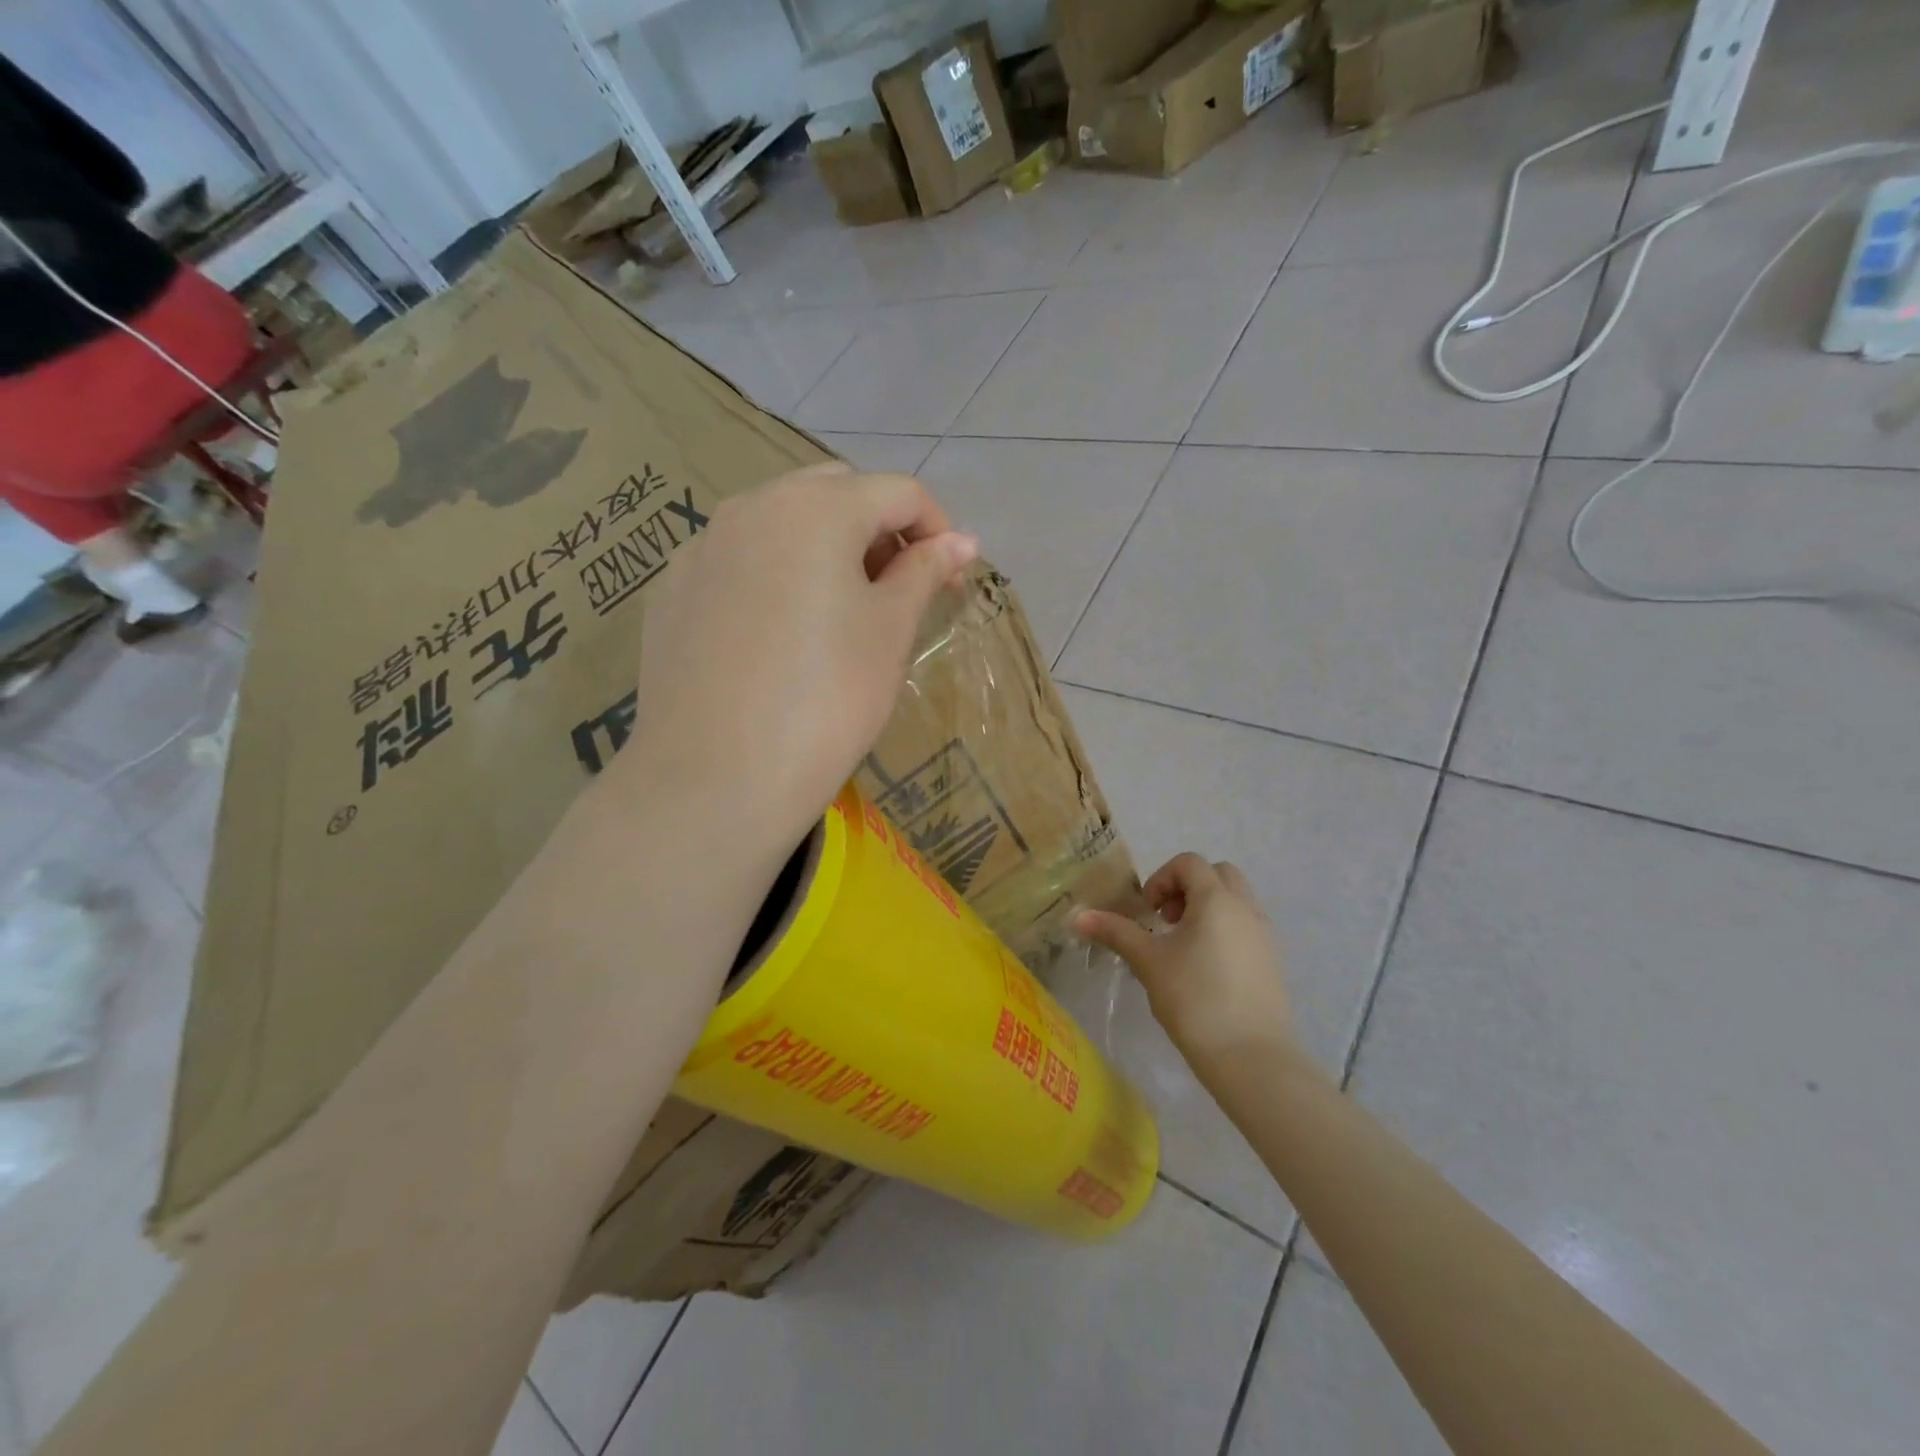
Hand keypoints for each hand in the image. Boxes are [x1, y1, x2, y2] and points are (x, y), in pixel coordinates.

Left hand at [625, 462, 977, 857]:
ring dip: (824, 548)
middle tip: (898, 591)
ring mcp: (702, 547)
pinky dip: (773, 575)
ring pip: (780, 523)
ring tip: (840, 613)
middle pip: (834, 493)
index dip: (938, 529)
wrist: (716, 779)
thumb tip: (961, 542)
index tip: (951, 580)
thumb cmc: (827, 701)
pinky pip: (737, 560)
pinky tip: (778, 635)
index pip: (898, 492)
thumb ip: (924, 572)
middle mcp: (751, 506)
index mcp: (815, 508)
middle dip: (878, 529)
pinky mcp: (672, 590)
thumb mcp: (889, 632)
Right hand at [1074, 854, 1291, 1066]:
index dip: (1161, 879)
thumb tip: (1076, 916)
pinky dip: (1224, 931)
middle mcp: (1246, 908)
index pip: (1189, 863)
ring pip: (1236, 901)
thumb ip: (1115, 932)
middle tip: (1166, 921)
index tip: (1147, 913)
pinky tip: (1204, 969)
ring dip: (1207, 909)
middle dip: (1187, 888)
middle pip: (1217, 874)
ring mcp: (1265, 935)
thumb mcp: (1148, 962)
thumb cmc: (1194, 999)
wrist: (1251, 1057)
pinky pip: (1246, 927)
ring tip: (1183, 947)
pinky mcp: (1272, 962)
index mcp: (1217, 899)